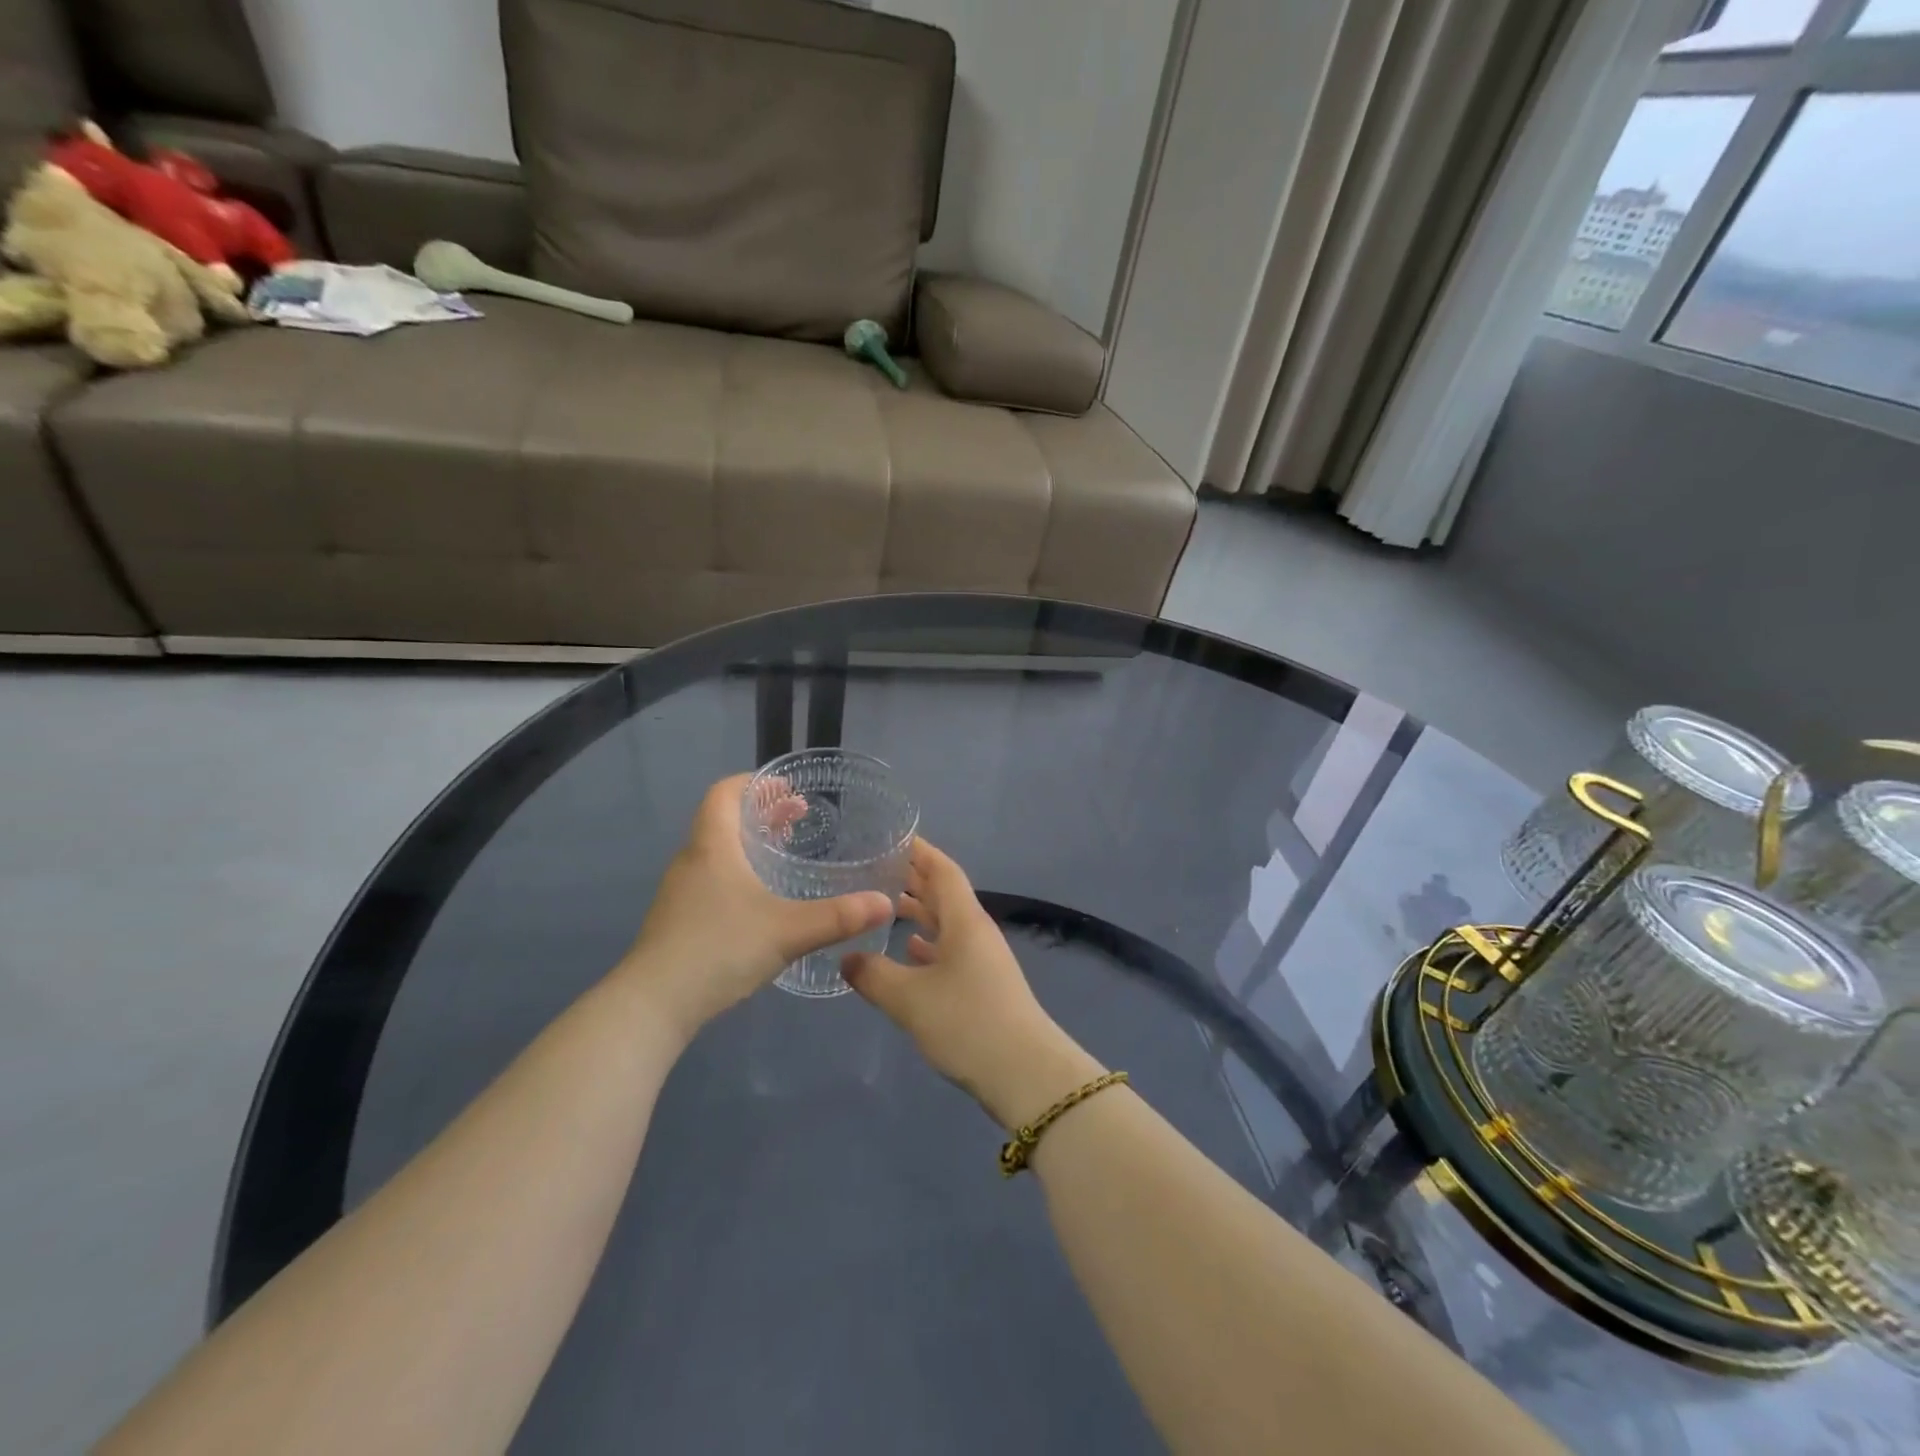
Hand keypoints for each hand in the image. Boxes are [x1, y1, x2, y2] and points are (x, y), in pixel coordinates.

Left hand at [619, 775, 892, 1040]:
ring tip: (784, 855)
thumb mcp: (788, 931)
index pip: (725, 792)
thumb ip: (838, 917)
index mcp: (713, 846)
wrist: (653, 1004)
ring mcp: (681, 892)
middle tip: (798, 818)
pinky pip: (712, 878)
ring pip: (717, 851)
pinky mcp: (678, 920)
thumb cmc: (719, 948)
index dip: (754, 783)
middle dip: (762, 813)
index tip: (787, 789)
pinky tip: (761, 901)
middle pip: (724, 819)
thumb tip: (884, 904)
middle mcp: (693, 860)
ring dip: (750, 844)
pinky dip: (738, 872)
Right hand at [843, 838, 1102, 1127]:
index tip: (892, 837)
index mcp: (965, 920)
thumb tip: (846, 957)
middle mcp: (975, 932)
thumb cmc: (967, 1023)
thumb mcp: (910, 999)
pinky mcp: (982, 986)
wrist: (1024, 1074)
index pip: (942, 870)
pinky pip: (950, 950)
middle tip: (875, 868)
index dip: (919, 851)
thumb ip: (873, 975)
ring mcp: (982, 960)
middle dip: (913, 879)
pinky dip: (927, 945)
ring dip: (919, 912)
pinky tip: (908, 951)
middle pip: (944, 894)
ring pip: (946, 923)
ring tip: (883, 904)